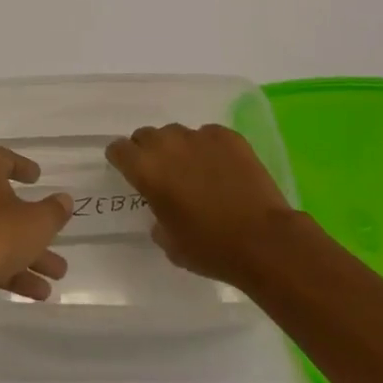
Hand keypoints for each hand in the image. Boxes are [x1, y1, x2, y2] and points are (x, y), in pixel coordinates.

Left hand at [0, 147, 70, 337]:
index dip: (21, 165)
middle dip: (33, 223)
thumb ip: (53, 211)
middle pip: (2, 203)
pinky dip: (10, 270)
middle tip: (56, 234)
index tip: (37, 177)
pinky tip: (38, 293)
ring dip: (28, 253)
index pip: (1, 158)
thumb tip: (63, 199)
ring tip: (58, 274)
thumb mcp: (35, 223)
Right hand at [106, 124, 296, 288]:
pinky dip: (209, 149)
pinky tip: (222, 170)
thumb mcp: (170, 243)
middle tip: (163, 173)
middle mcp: (167, 144)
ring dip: (178, 148)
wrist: (264, 241)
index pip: (118, 149)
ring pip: (177, 133)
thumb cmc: (210, 248)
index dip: (121, 159)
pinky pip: (208, 135)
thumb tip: (162, 209)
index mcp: (146, 169)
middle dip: (149, 151)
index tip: (128, 170)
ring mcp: (199, 136)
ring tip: (195, 171)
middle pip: (146, 136)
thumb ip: (157, 218)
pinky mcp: (227, 136)